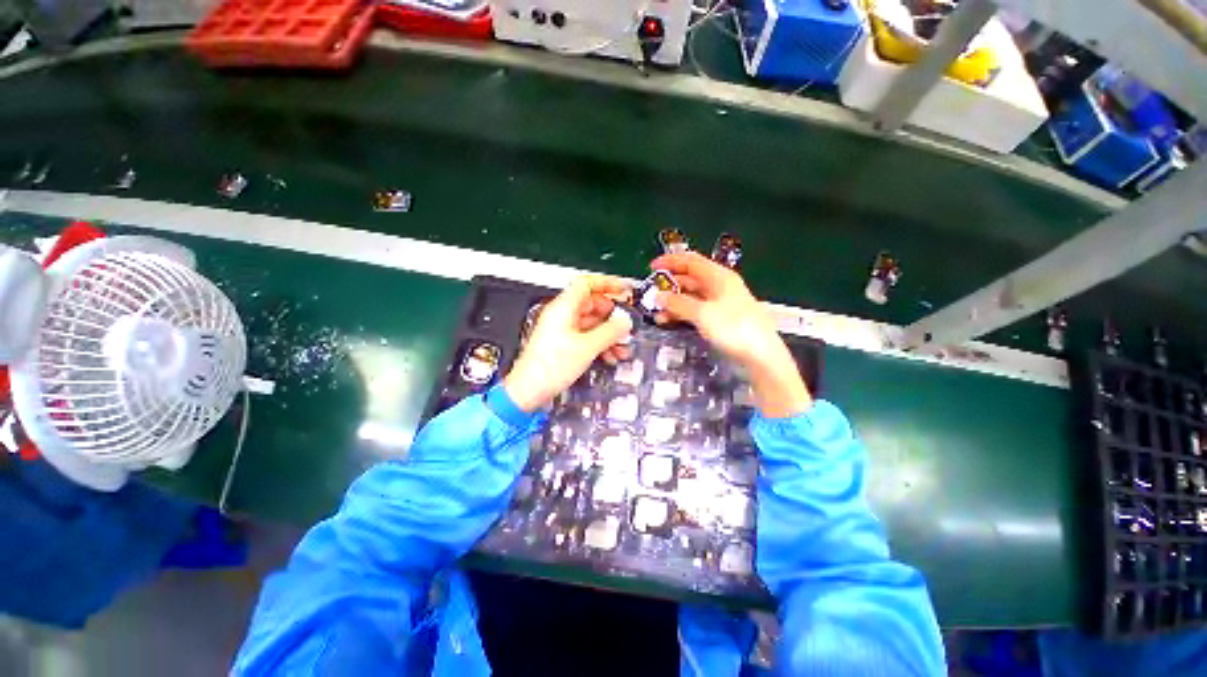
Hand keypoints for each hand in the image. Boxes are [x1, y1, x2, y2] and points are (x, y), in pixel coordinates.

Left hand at [504, 275, 633, 411]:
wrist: (530, 389)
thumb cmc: (549, 367)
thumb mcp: (588, 347)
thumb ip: (610, 331)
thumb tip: (624, 322)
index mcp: (563, 308)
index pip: (587, 284)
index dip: (607, 283)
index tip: (623, 289)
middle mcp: (561, 315)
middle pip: (592, 304)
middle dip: (612, 314)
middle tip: (625, 323)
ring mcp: (561, 329)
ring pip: (591, 323)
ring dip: (608, 332)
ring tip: (622, 344)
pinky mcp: (562, 344)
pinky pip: (586, 336)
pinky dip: (599, 342)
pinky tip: (610, 354)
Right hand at [651, 252, 810, 417]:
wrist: (761, 355)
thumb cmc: (734, 328)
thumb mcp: (702, 313)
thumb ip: (678, 303)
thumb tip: (658, 296)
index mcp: (719, 277)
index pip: (691, 261)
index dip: (670, 261)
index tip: (651, 267)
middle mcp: (720, 286)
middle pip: (690, 279)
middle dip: (670, 285)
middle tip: (651, 293)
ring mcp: (721, 303)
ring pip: (691, 296)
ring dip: (673, 302)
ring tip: (656, 312)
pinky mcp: (720, 319)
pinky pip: (696, 310)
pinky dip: (682, 313)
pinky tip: (669, 321)